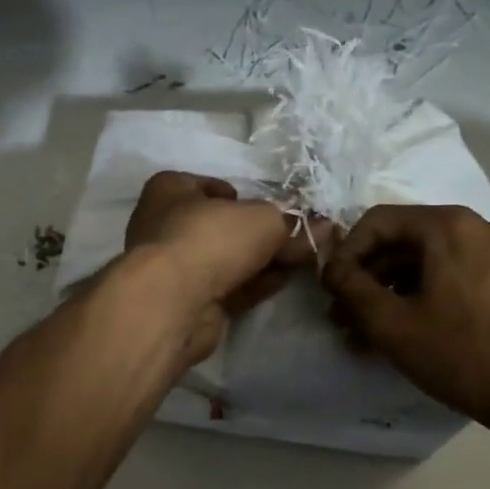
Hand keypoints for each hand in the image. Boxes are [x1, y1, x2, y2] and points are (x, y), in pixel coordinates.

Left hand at [124, 171, 320, 363]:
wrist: (173, 301)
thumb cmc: (210, 238)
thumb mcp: (262, 220)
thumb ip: (291, 224)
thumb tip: (324, 228)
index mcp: (169, 190)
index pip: (210, 186)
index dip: (243, 197)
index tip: (270, 208)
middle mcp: (165, 225)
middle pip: (222, 226)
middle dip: (258, 233)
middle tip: (296, 238)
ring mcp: (174, 267)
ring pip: (225, 259)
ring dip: (261, 260)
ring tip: (300, 259)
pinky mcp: (186, 301)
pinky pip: (227, 287)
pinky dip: (254, 283)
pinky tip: (283, 281)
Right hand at [322, 205, 489, 447]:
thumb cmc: (465, 355)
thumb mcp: (393, 324)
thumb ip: (352, 288)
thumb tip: (331, 268)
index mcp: (448, 226)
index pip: (377, 222)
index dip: (345, 254)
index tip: (331, 291)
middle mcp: (475, 227)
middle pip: (402, 241)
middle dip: (366, 278)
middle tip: (342, 317)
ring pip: (425, 261)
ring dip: (390, 292)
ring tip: (365, 333)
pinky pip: (450, 275)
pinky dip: (421, 297)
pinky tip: (403, 332)